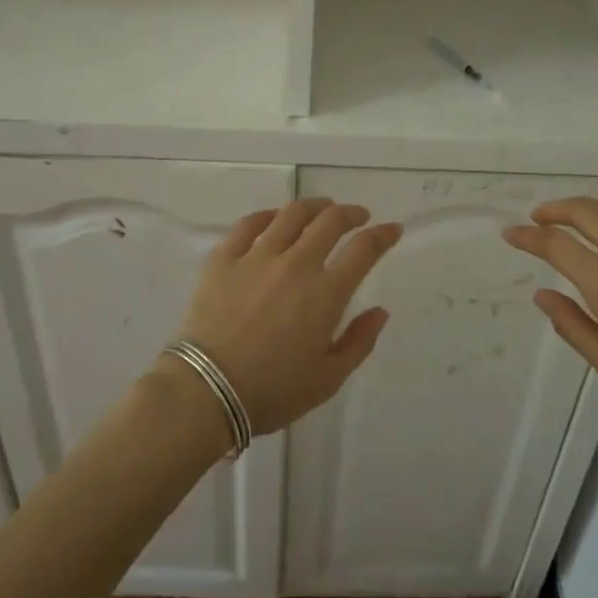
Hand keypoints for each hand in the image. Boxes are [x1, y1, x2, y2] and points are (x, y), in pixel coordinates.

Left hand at [174, 199, 402, 435]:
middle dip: (351, 213)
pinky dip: (267, 216)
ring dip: (313, 206)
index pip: (364, 250)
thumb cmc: (272, 391)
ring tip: (321, 208)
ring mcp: (256, 256)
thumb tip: (380, 311)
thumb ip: (359, 342)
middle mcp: (296, 264)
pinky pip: (248, 224)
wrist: (206, 391)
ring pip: (291, 214)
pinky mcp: (224, 258)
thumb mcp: (327, 379)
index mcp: (326, 293)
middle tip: (358, 216)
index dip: (383, 235)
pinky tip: (274, 218)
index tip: (392, 229)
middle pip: (330, 221)